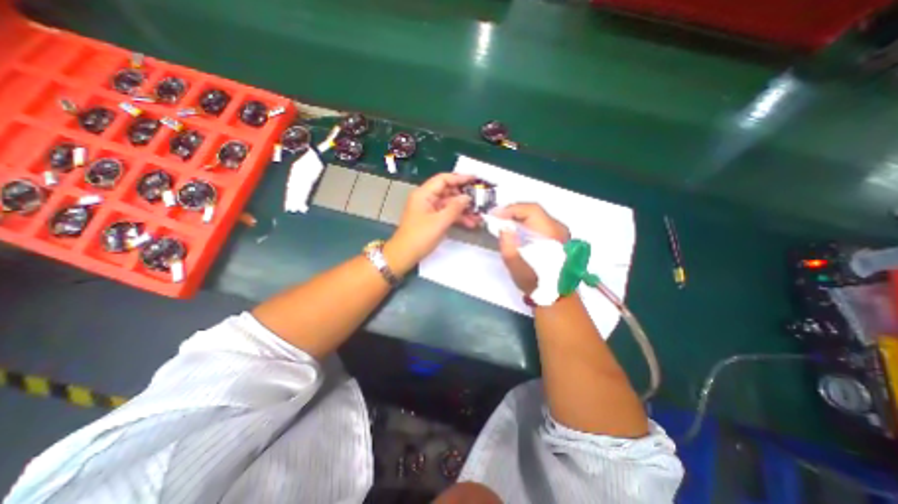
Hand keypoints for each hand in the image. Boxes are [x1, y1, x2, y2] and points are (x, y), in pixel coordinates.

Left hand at [388, 172, 483, 275]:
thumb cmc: (419, 237)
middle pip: (448, 191)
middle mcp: (426, 199)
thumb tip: (467, 197)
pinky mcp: (432, 220)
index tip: (475, 180)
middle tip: (480, 200)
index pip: (443, 179)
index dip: (460, 178)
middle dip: (464, 197)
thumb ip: (455, 208)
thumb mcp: (439, 222)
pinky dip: (457, 218)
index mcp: (424, 194)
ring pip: (449, 204)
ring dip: (463, 210)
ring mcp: (429, 210)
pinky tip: (470, 223)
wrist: (404, 255)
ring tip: (478, 216)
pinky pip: (447, 214)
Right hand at [499, 202, 565, 292]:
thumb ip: (507, 242)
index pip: (530, 209)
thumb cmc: (534, 280)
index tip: (496, 215)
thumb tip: (504, 227)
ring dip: (520, 217)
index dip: (511, 209)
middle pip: (534, 211)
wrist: (555, 295)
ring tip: (505, 223)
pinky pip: (541, 223)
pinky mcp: (560, 238)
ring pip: (538, 216)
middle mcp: (558, 228)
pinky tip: (518, 230)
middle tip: (498, 218)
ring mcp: (561, 232)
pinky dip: (527, 223)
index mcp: (549, 232)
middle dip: (514, 212)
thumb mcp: (515, 264)